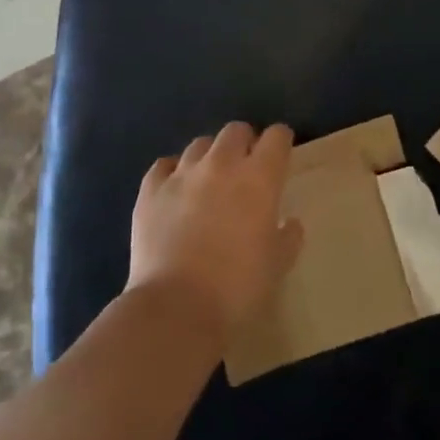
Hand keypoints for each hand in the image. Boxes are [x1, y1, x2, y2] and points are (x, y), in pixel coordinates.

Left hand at [127, 122, 302, 334]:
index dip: (281, 142)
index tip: (281, 155)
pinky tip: (175, 190)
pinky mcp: (150, 191)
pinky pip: (163, 166)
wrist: (176, 308)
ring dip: (210, 156)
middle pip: (236, 130)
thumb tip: (289, 223)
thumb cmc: (238, 287)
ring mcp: (182, 174)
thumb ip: (288, 237)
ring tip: (209, 179)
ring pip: (200, 144)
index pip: (276, 137)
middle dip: (245, 143)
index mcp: (260, 177)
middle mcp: (222, 164)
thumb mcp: (278, 264)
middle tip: (246, 168)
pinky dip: (173, 172)